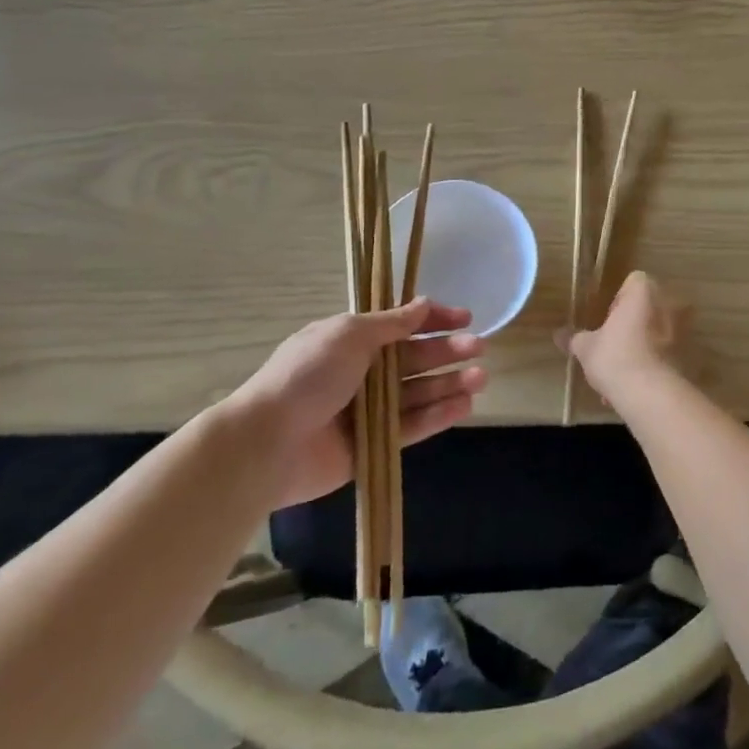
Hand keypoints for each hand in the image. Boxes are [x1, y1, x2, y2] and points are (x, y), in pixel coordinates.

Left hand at [212, 299, 485, 508]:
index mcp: (351, 341)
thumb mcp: (348, 336)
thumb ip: (391, 323)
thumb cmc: (307, 377)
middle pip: (413, 359)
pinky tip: (465, 406)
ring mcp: (367, 411)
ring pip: (417, 393)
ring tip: (480, 378)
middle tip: (479, 348)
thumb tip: (423, 304)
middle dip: (447, 351)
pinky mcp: (373, 445)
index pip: (400, 325)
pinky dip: (438, 415)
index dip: (433, 320)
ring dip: (449, 383)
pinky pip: (412, 426)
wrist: (267, 445)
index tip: (465, 318)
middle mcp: (362, 372)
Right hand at [558, 271, 680, 400]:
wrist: (651, 395)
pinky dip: (656, 364)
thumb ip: (574, 338)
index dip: (619, 299)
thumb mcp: (586, 348)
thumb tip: (557, 334)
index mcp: (644, 292)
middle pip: (649, 306)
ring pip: (660, 332)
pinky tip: (637, 386)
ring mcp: (684, 330)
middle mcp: (669, 304)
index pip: (634, 281)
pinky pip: (668, 354)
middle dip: (634, 323)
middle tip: (615, 344)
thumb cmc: (615, 358)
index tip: (608, 321)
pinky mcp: (691, 356)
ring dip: (645, 345)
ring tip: (624, 373)